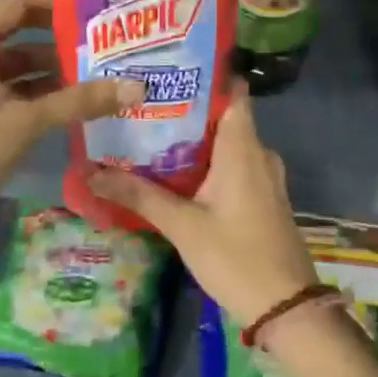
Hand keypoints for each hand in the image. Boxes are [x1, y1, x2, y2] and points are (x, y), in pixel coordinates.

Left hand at [0, 0, 142, 232]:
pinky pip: (11, 86)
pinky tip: (77, 101)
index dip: (60, 0)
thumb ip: (81, 101)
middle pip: (22, 30)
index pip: (20, 1)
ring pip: (19, 62)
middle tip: (112, 40)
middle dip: (65, 37)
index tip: (101, 5)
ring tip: (105, 71)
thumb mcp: (26, 123)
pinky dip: (40, 91)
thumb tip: (138, 87)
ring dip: (56, 68)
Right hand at [87, 85, 317, 325]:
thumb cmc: (236, 257)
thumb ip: (139, 196)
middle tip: (141, 104)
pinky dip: (206, 164)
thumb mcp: (182, 226)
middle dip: (184, 111)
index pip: (232, 91)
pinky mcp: (262, 198)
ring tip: (148, 134)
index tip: (166, 69)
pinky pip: (233, 166)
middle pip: (222, 117)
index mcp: (244, 147)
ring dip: (193, 141)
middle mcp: (258, 153)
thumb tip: (91, 173)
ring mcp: (264, 177)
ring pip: (226, 145)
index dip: (203, 76)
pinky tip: (174, 172)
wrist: (286, 308)